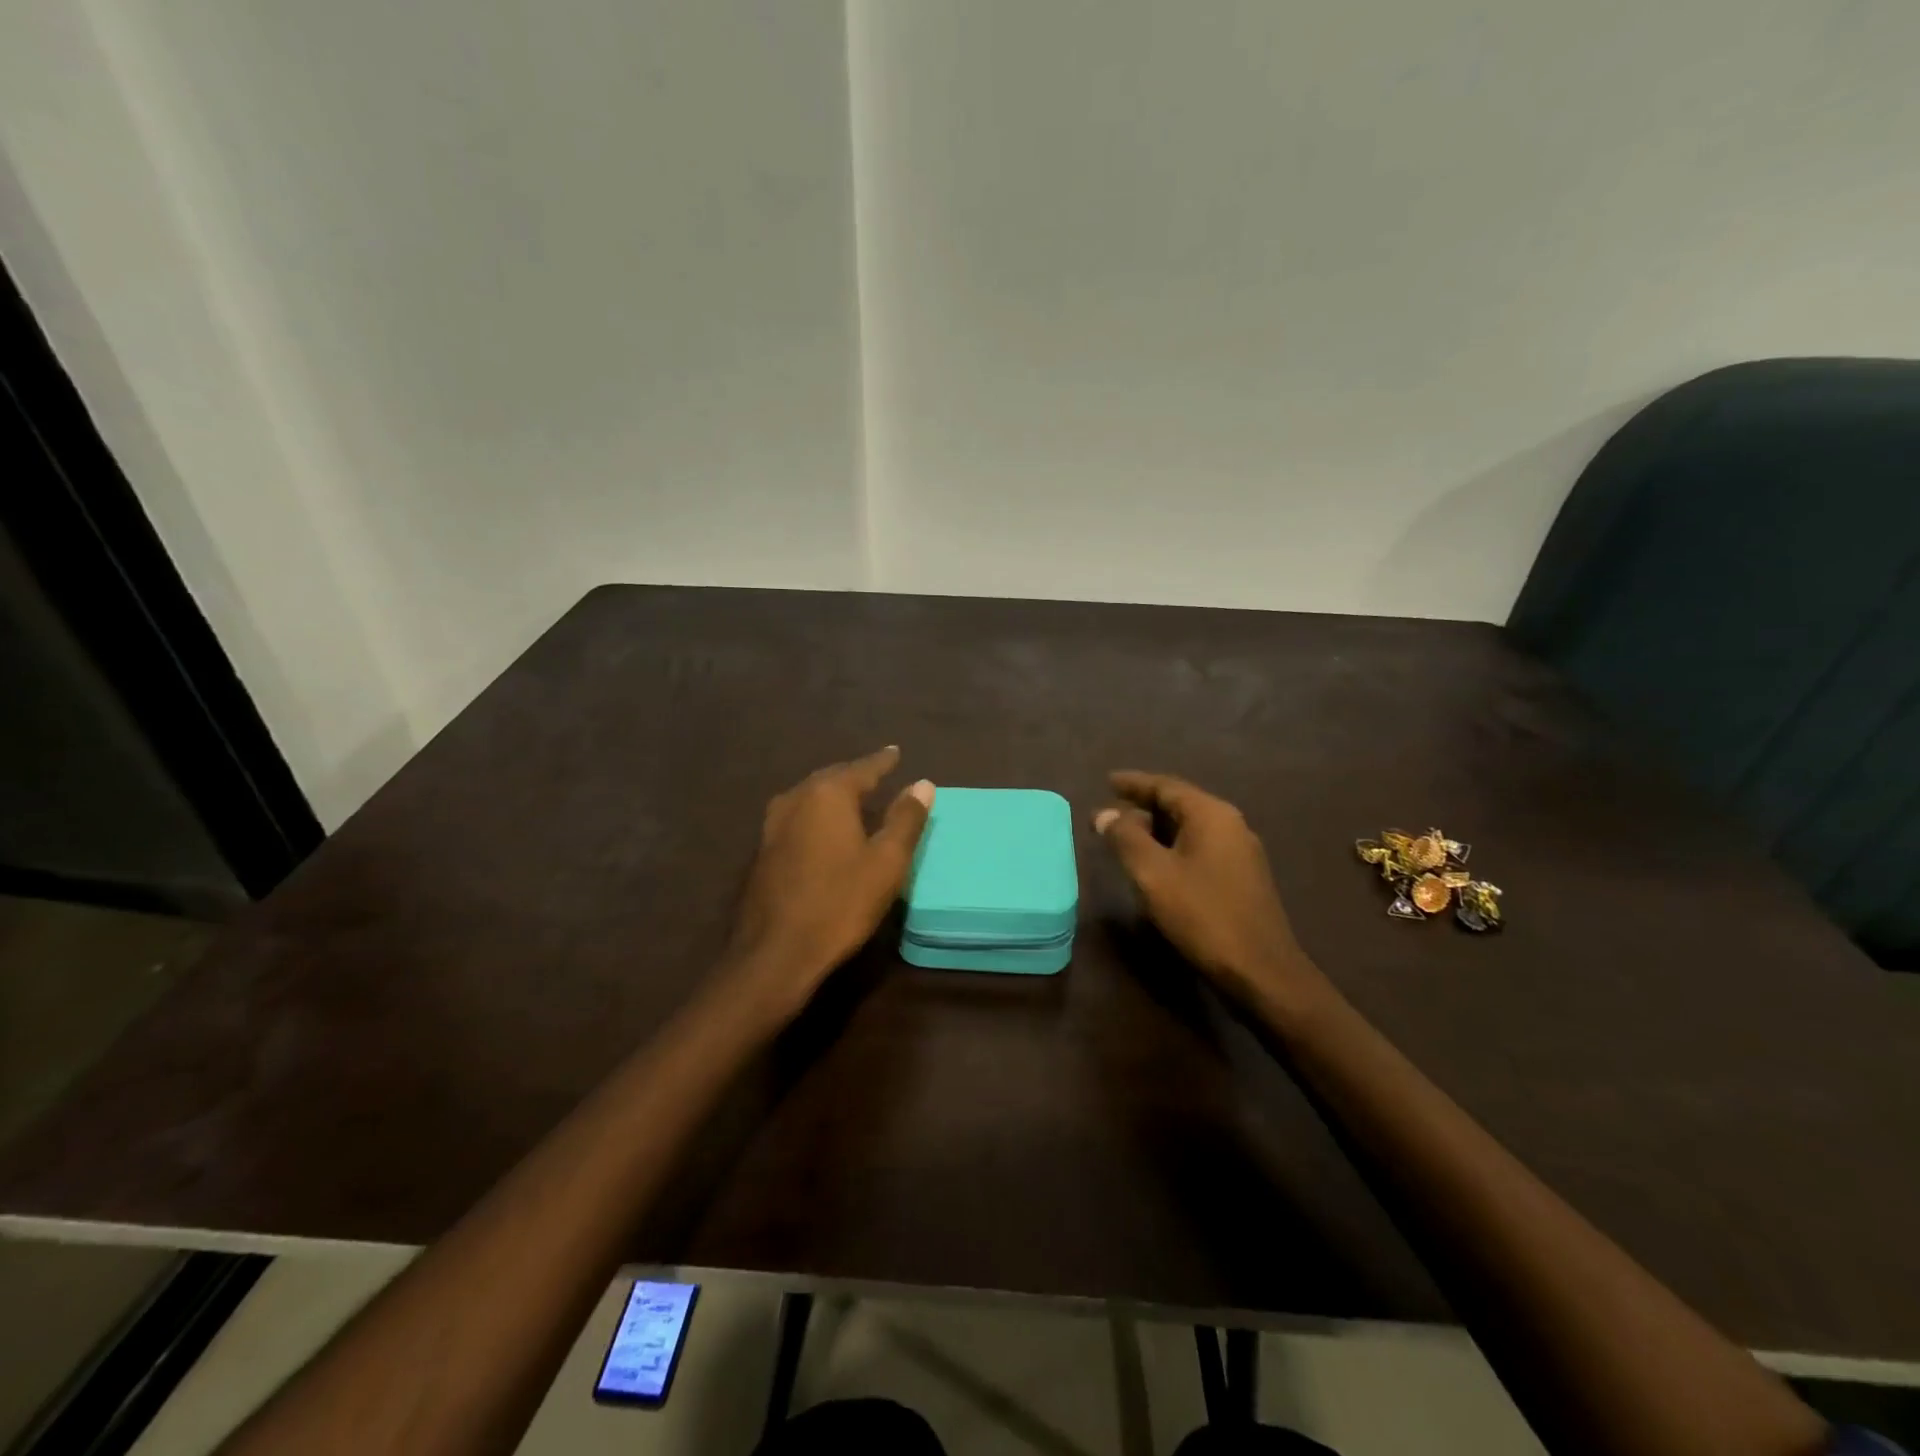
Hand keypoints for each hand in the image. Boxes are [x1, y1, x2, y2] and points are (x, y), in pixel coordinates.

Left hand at [724, 746, 933, 1023]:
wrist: (776, 952)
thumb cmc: (840, 903)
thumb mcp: (886, 862)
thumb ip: (905, 819)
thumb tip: (922, 784)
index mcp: (828, 794)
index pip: (862, 768)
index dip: (883, 761)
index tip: (895, 752)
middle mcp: (796, 798)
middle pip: (832, 777)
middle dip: (856, 775)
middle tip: (877, 773)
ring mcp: (773, 824)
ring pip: (810, 796)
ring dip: (834, 793)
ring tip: (854, 796)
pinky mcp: (764, 850)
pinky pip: (798, 816)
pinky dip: (817, 813)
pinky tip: (825, 828)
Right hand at [1093, 771, 1320, 1010]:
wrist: (1260, 970)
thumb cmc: (1202, 914)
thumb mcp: (1153, 874)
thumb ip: (1125, 838)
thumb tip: (1105, 813)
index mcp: (1211, 814)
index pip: (1166, 785)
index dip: (1134, 783)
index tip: (1107, 781)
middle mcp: (1230, 824)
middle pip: (1179, 804)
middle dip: (1142, 807)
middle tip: (1110, 814)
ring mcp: (1240, 852)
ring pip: (1189, 828)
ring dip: (1156, 829)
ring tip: (1126, 838)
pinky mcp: (1242, 878)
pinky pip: (1199, 847)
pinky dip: (1172, 847)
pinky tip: (1156, 865)